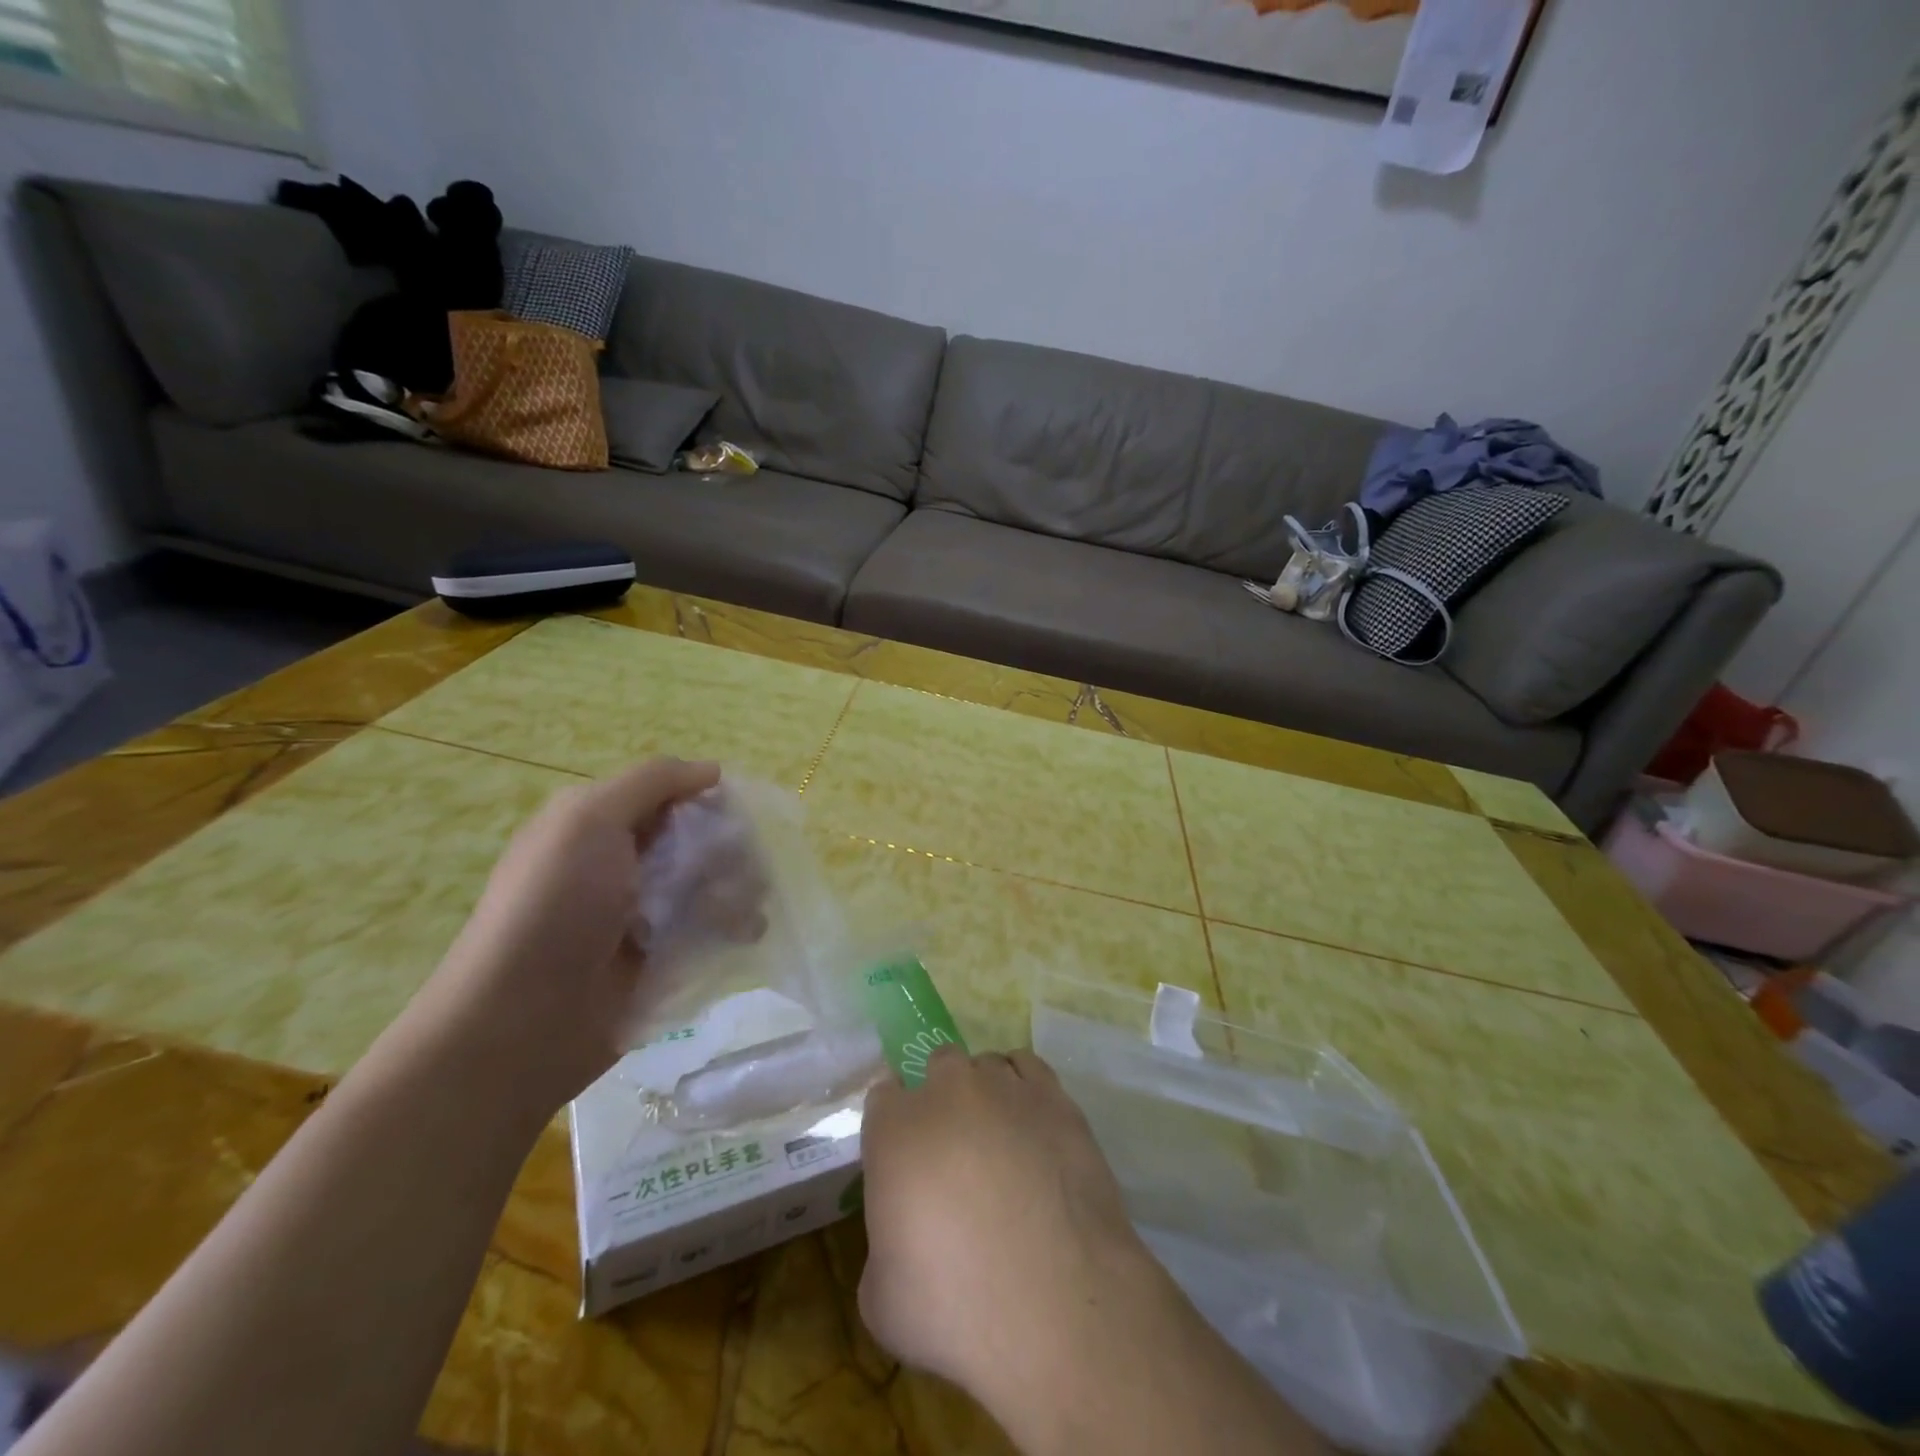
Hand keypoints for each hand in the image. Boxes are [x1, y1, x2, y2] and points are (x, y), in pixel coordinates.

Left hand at [407, 757, 720, 1119]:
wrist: (523, 1021)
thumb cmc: (555, 906)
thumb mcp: (589, 819)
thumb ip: (652, 782)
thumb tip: (712, 770)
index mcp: (597, 823)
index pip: (670, 793)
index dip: (705, 798)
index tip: (734, 813)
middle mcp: (621, 862)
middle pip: (697, 837)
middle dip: (727, 848)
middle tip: (741, 868)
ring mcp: (643, 912)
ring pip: (711, 882)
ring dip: (736, 887)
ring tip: (745, 909)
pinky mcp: (662, 957)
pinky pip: (710, 927)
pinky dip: (732, 925)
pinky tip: (745, 933)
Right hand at [858, 1048, 1164, 1409]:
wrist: (1057, 1304)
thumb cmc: (955, 1308)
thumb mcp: (881, 1300)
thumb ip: (883, 1245)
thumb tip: (904, 1235)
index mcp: (894, 1129)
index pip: (882, 1098)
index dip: (892, 1126)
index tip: (903, 1158)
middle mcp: (947, 1090)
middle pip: (937, 1068)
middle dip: (940, 1099)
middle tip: (953, 1153)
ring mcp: (1005, 1087)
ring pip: (985, 1066)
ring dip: (984, 1094)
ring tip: (999, 1142)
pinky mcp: (1054, 1097)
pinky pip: (1029, 1069)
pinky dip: (1025, 1089)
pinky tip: (1031, 1125)